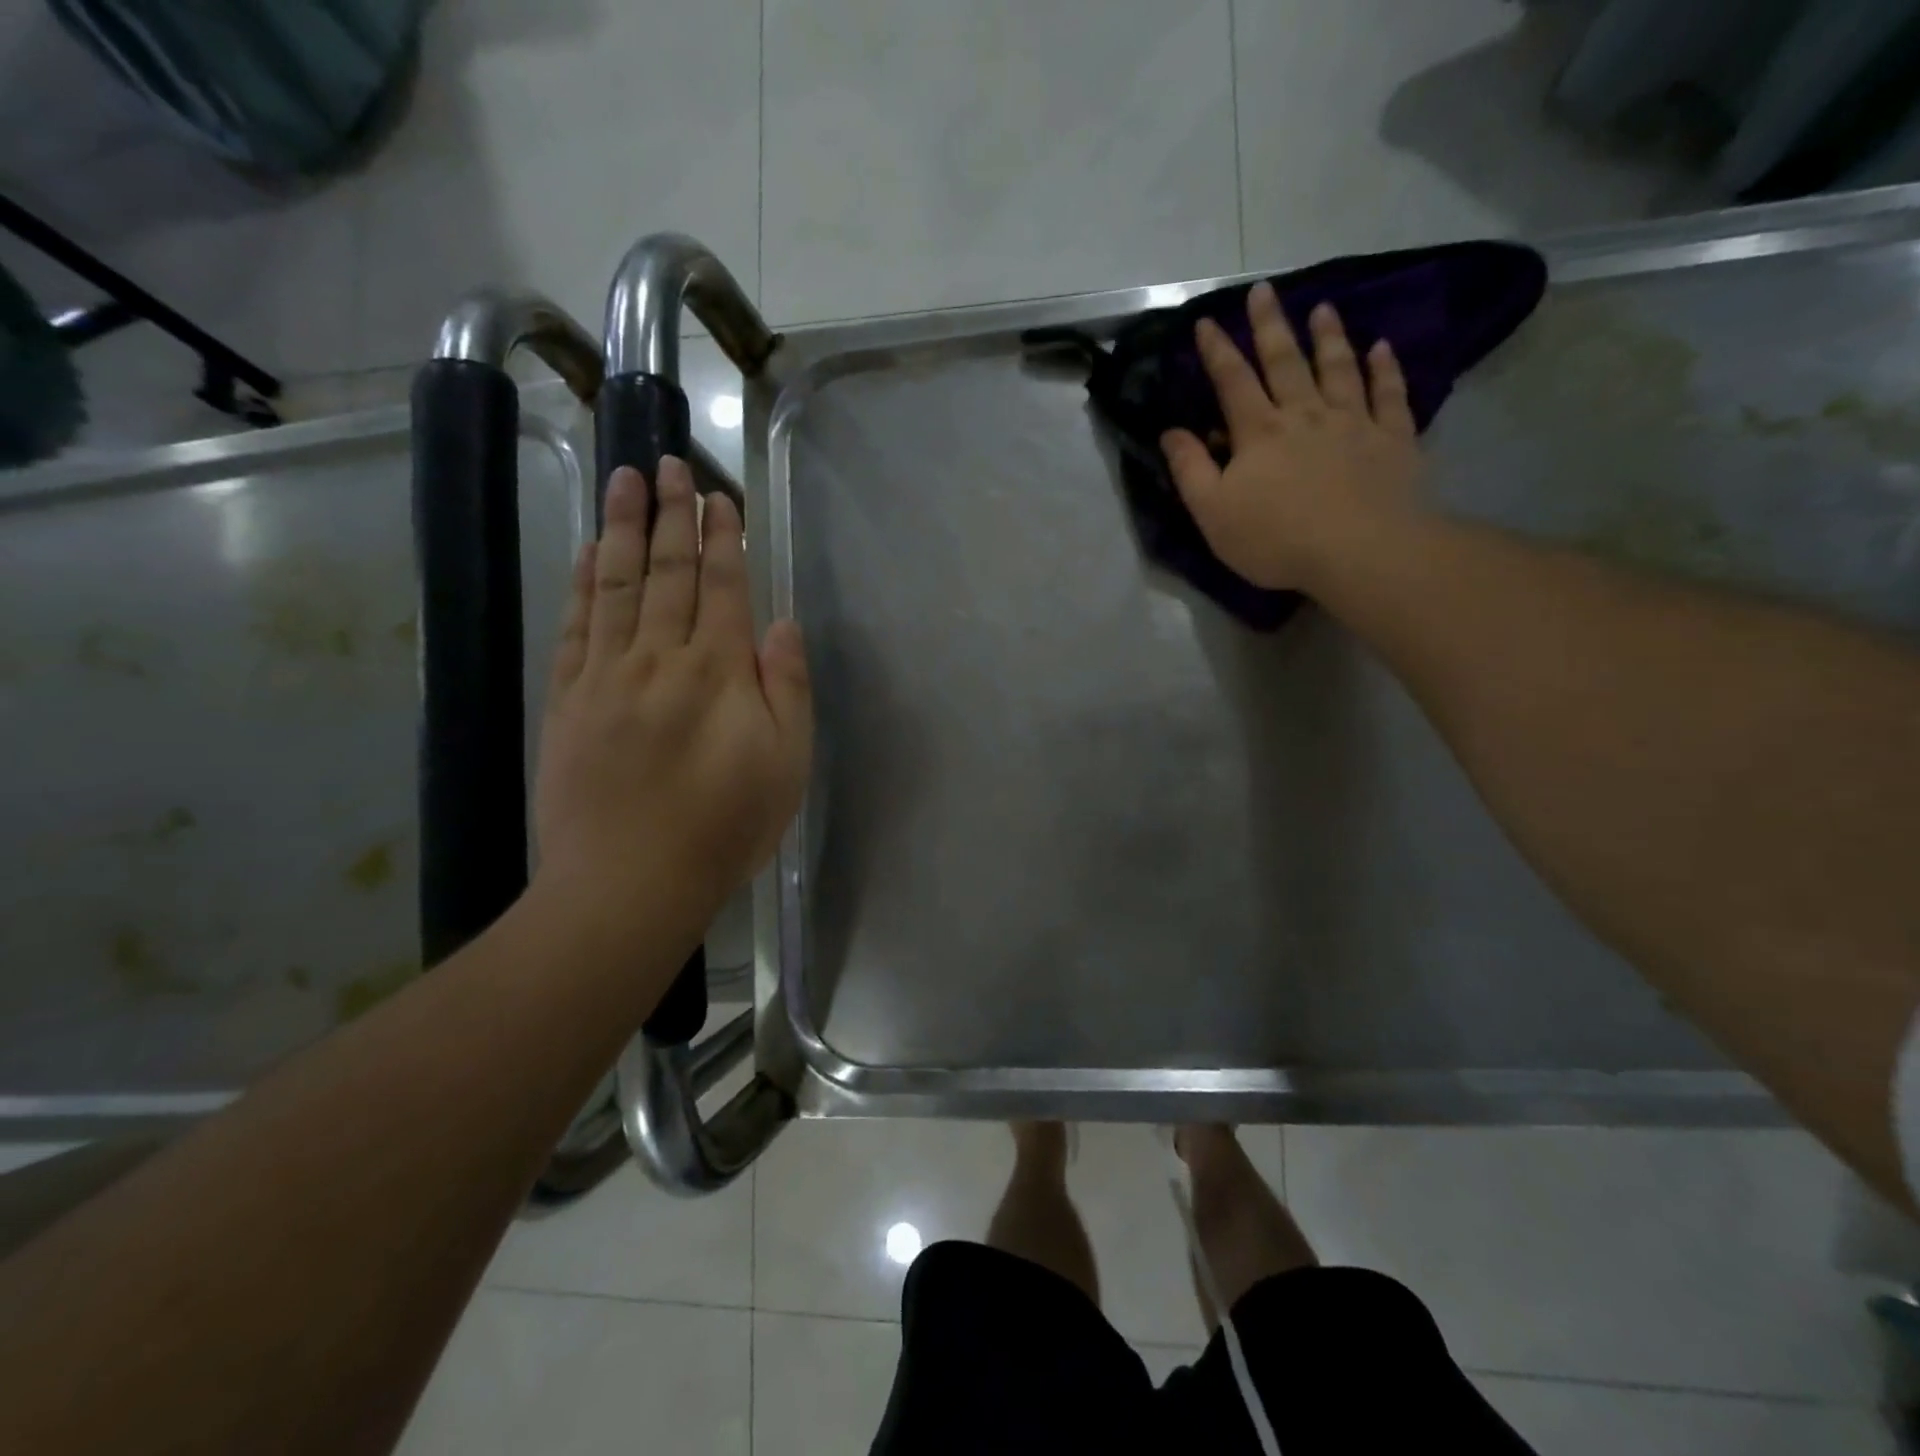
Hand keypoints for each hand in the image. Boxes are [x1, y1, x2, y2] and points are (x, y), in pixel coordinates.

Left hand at [532, 459, 811, 955]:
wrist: (629, 882)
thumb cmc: (724, 828)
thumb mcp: (787, 765)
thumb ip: (788, 688)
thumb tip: (781, 624)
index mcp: (719, 672)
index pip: (722, 587)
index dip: (722, 540)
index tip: (718, 498)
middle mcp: (661, 657)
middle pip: (667, 571)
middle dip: (671, 514)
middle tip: (669, 463)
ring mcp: (607, 674)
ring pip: (616, 583)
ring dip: (622, 527)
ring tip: (625, 479)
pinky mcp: (568, 698)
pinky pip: (576, 624)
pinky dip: (582, 581)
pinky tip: (587, 551)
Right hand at [1160, 282, 1424, 592]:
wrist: (1360, 551)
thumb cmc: (1276, 538)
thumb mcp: (1213, 513)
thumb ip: (1190, 470)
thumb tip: (1170, 432)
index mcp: (1260, 433)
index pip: (1233, 382)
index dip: (1217, 351)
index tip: (1206, 322)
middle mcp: (1306, 415)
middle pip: (1285, 362)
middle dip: (1270, 326)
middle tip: (1264, 290)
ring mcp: (1353, 422)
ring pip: (1338, 368)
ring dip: (1329, 336)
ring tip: (1323, 308)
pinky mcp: (1392, 439)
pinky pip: (1389, 394)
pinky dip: (1385, 369)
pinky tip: (1382, 348)